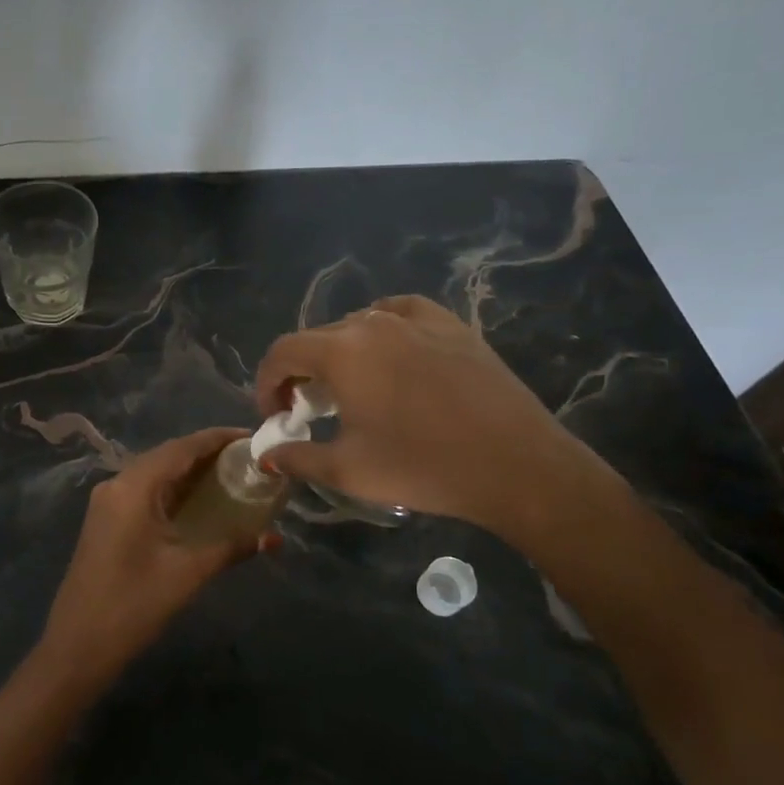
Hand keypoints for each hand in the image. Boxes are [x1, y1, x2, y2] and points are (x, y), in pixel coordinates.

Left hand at [39, 428, 274, 687]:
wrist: (77, 646)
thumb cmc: (133, 605)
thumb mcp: (187, 573)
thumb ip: (231, 547)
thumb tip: (273, 537)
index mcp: (134, 487)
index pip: (181, 448)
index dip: (216, 438)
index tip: (250, 436)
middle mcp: (117, 484)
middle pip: (167, 456)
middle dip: (206, 453)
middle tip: (246, 457)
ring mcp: (107, 502)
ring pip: (155, 473)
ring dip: (189, 471)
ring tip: (229, 473)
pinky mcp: (106, 520)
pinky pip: (144, 491)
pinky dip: (172, 489)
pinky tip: (198, 500)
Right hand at [255, 295, 601, 543]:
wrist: (516, 465)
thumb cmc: (422, 467)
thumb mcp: (347, 470)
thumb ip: (296, 457)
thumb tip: (268, 454)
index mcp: (342, 351)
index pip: (282, 352)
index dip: (267, 383)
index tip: (276, 416)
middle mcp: (374, 322)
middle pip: (317, 337)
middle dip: (302, 372)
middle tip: (309, 411)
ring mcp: (416, 318)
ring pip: (358, 325)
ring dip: (340, 354)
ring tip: (353, 389)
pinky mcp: (451, 325)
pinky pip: (400, 314)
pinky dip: (382, 329)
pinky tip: (390, 353)